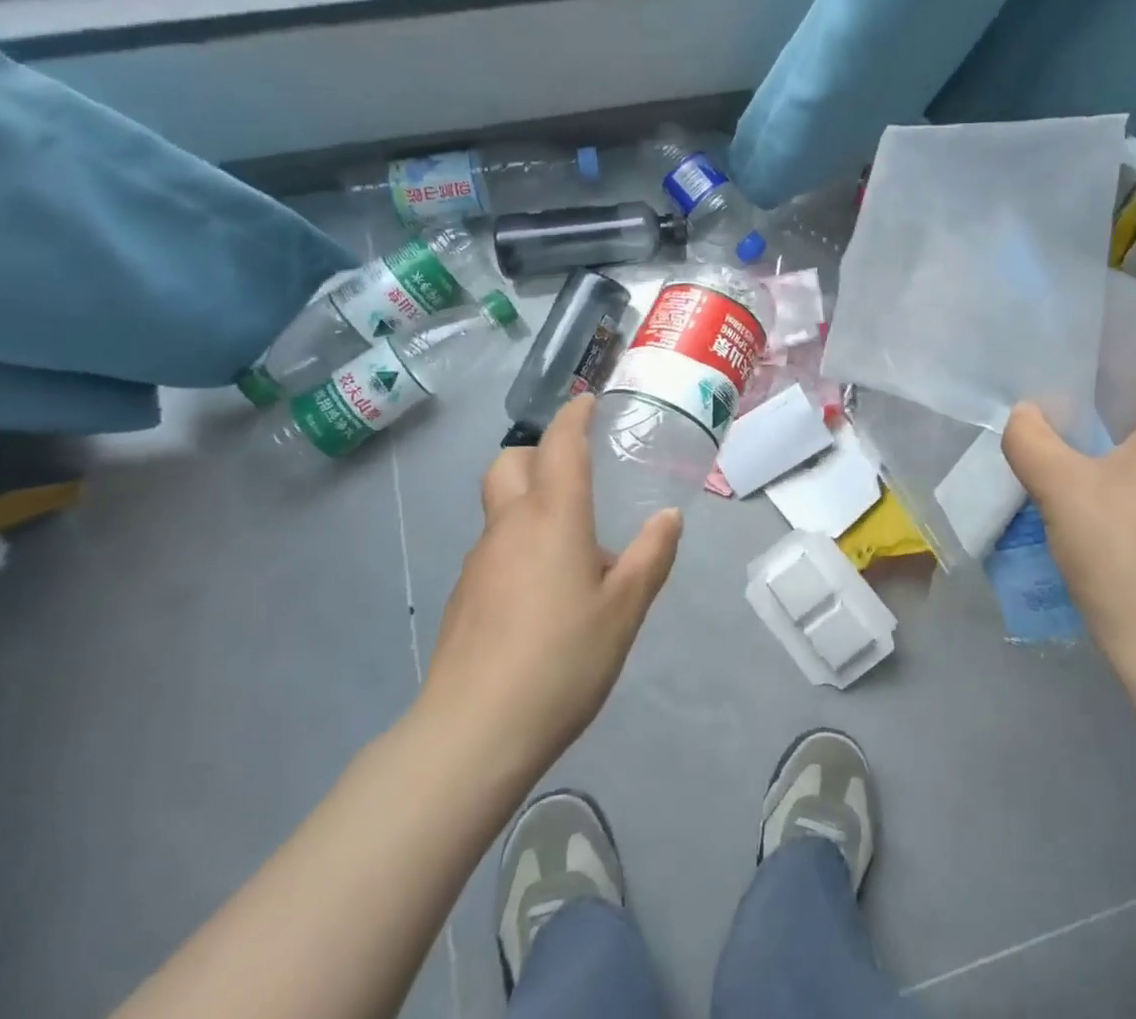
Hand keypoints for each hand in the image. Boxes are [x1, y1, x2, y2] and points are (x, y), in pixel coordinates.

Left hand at [415, 395, 680, 773]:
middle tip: (576, 472)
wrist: (474, 733)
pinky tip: (545, 591)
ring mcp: (481, 560)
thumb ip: (651, 556)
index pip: (560, 444)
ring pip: (502, 506)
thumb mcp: (625, 608)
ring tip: (574, 545)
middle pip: (511, 462)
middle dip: (540, 452)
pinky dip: (521, 542)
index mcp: (553, 517)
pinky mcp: (465, 595)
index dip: (574, 416)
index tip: (589, 403)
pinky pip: (497, 546)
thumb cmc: (563, 658)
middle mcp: (510, 526)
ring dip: (533, 502)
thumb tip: (669, 516)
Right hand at [1001, 353, 1135, 690]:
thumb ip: (1030, 436)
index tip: (1052, 390)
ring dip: (1124, 451)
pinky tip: (1116, 513)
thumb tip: (1026, 413)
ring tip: (1078, 473)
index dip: (1090, 371)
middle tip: (1054, 432)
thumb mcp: (1060, 489)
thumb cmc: (1126, 558)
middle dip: (1102, 415)